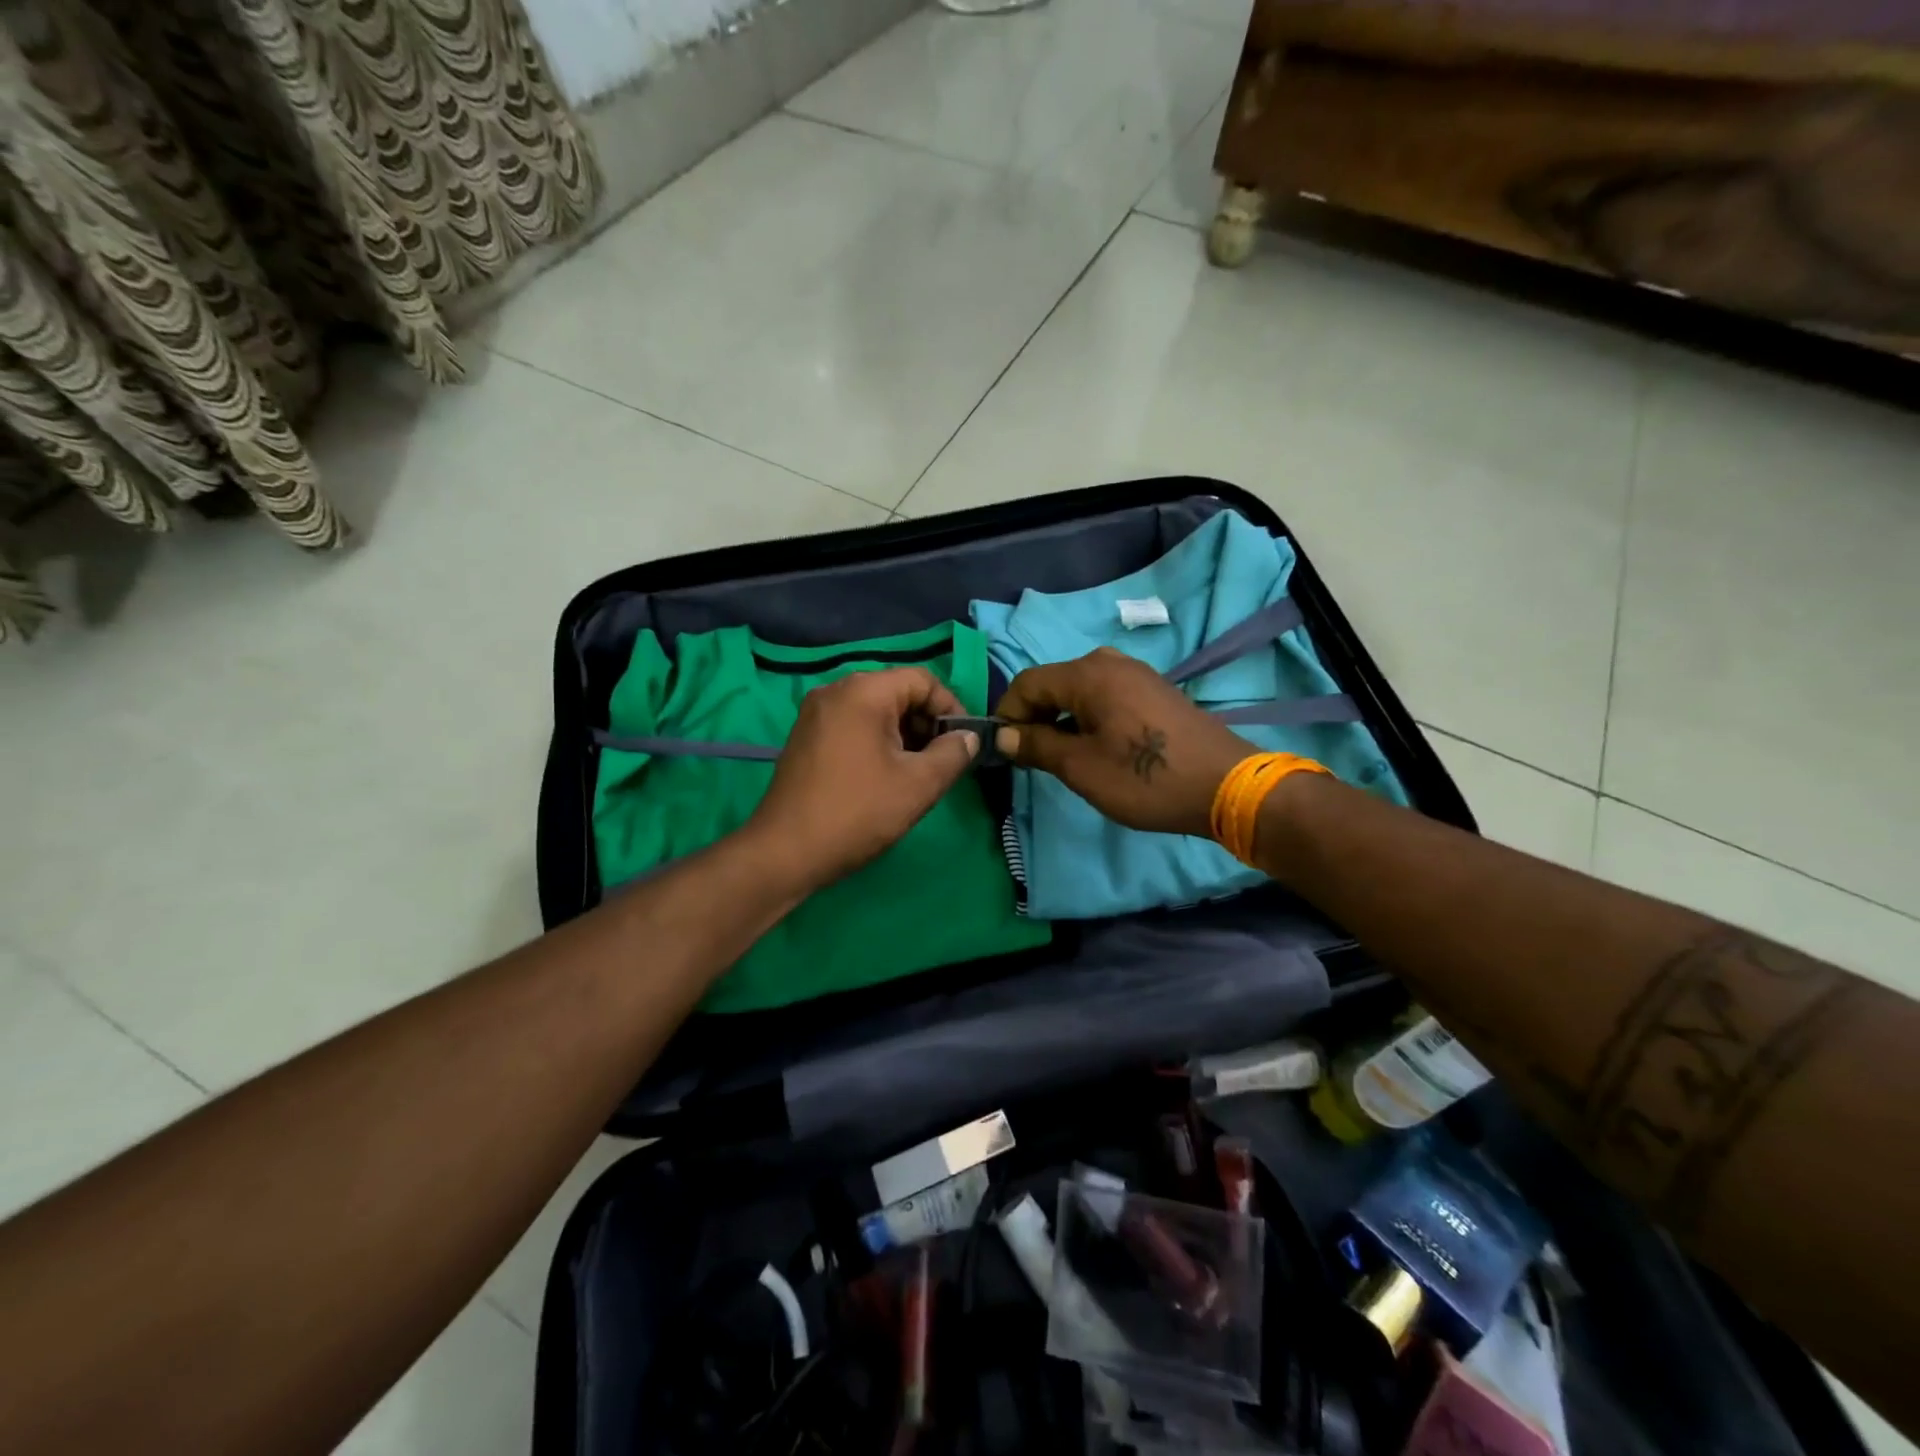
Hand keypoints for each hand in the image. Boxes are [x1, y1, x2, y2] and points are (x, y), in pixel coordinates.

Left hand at [745, 667, 979, 893]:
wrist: (784, 852)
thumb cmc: (857, 812)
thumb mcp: (918, 785)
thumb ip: (952, 754)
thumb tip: (967, 737)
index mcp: (863, 691)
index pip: (922, 680)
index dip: (951, 707)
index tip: (964, 742)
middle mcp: (835, 691)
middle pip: (897, 692)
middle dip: (927, 723)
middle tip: (943, 761)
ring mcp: (815, 714)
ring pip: (875, 711)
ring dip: (904, 735)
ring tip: (918, 773)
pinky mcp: (806, 737)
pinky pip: (853, 725)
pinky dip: (877, 742)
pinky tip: (885, 776)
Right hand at [993, 648, 1252, 837]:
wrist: (1227, 786)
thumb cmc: (1147, 778)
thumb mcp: (1081, 767)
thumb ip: (1037, 745)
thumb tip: (1003, 735)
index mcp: (1088, 674)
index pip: (1027, 683)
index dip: (1008, 715)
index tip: (1004, 750)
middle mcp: (1110, 662)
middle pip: (1053, 683)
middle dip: (1034, 717)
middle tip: (1031, 757)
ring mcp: (1137, 674)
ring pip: (1080, 690)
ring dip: (1061, 719)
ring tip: (1061, 756)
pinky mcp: (1155, 691)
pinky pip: (1106, 696)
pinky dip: (1088, 717)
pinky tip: (1096, 747)